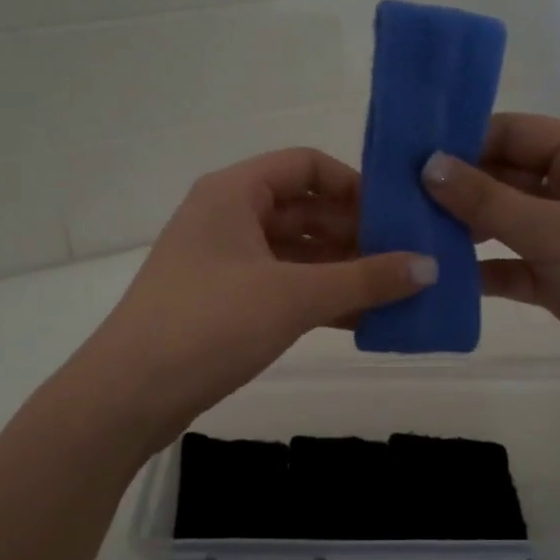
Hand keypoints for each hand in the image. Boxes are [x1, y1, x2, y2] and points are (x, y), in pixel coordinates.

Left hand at [72, 147, 434, 447]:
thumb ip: (365, 280)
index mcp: (234, 192)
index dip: (355, 184)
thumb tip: (431, 267)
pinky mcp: (221, 302)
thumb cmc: (210, 324)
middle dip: (355, 233)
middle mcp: (226, 217)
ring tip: (396, 291)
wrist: (129, 394)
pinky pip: (280, 286)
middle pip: (303, 210)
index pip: (306, 165)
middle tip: (409, 258)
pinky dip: (317, 298)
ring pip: (294, 253)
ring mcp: (221, 261)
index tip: (398, 215)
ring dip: (341, 271)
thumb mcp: (294, 297)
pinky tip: (360, 320)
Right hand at [421, 114, 559, 417]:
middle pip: (504, 178)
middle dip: (455, 189)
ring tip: (405, 235)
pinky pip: (512, 267)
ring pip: (505, 225)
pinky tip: (437, 278)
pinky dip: (482, 272)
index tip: (404, 154)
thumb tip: (427, 164)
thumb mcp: (556, 230)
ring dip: (463, 231)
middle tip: (392, 198)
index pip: (513, 133)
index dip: (462, 140)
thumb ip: (487, 200)